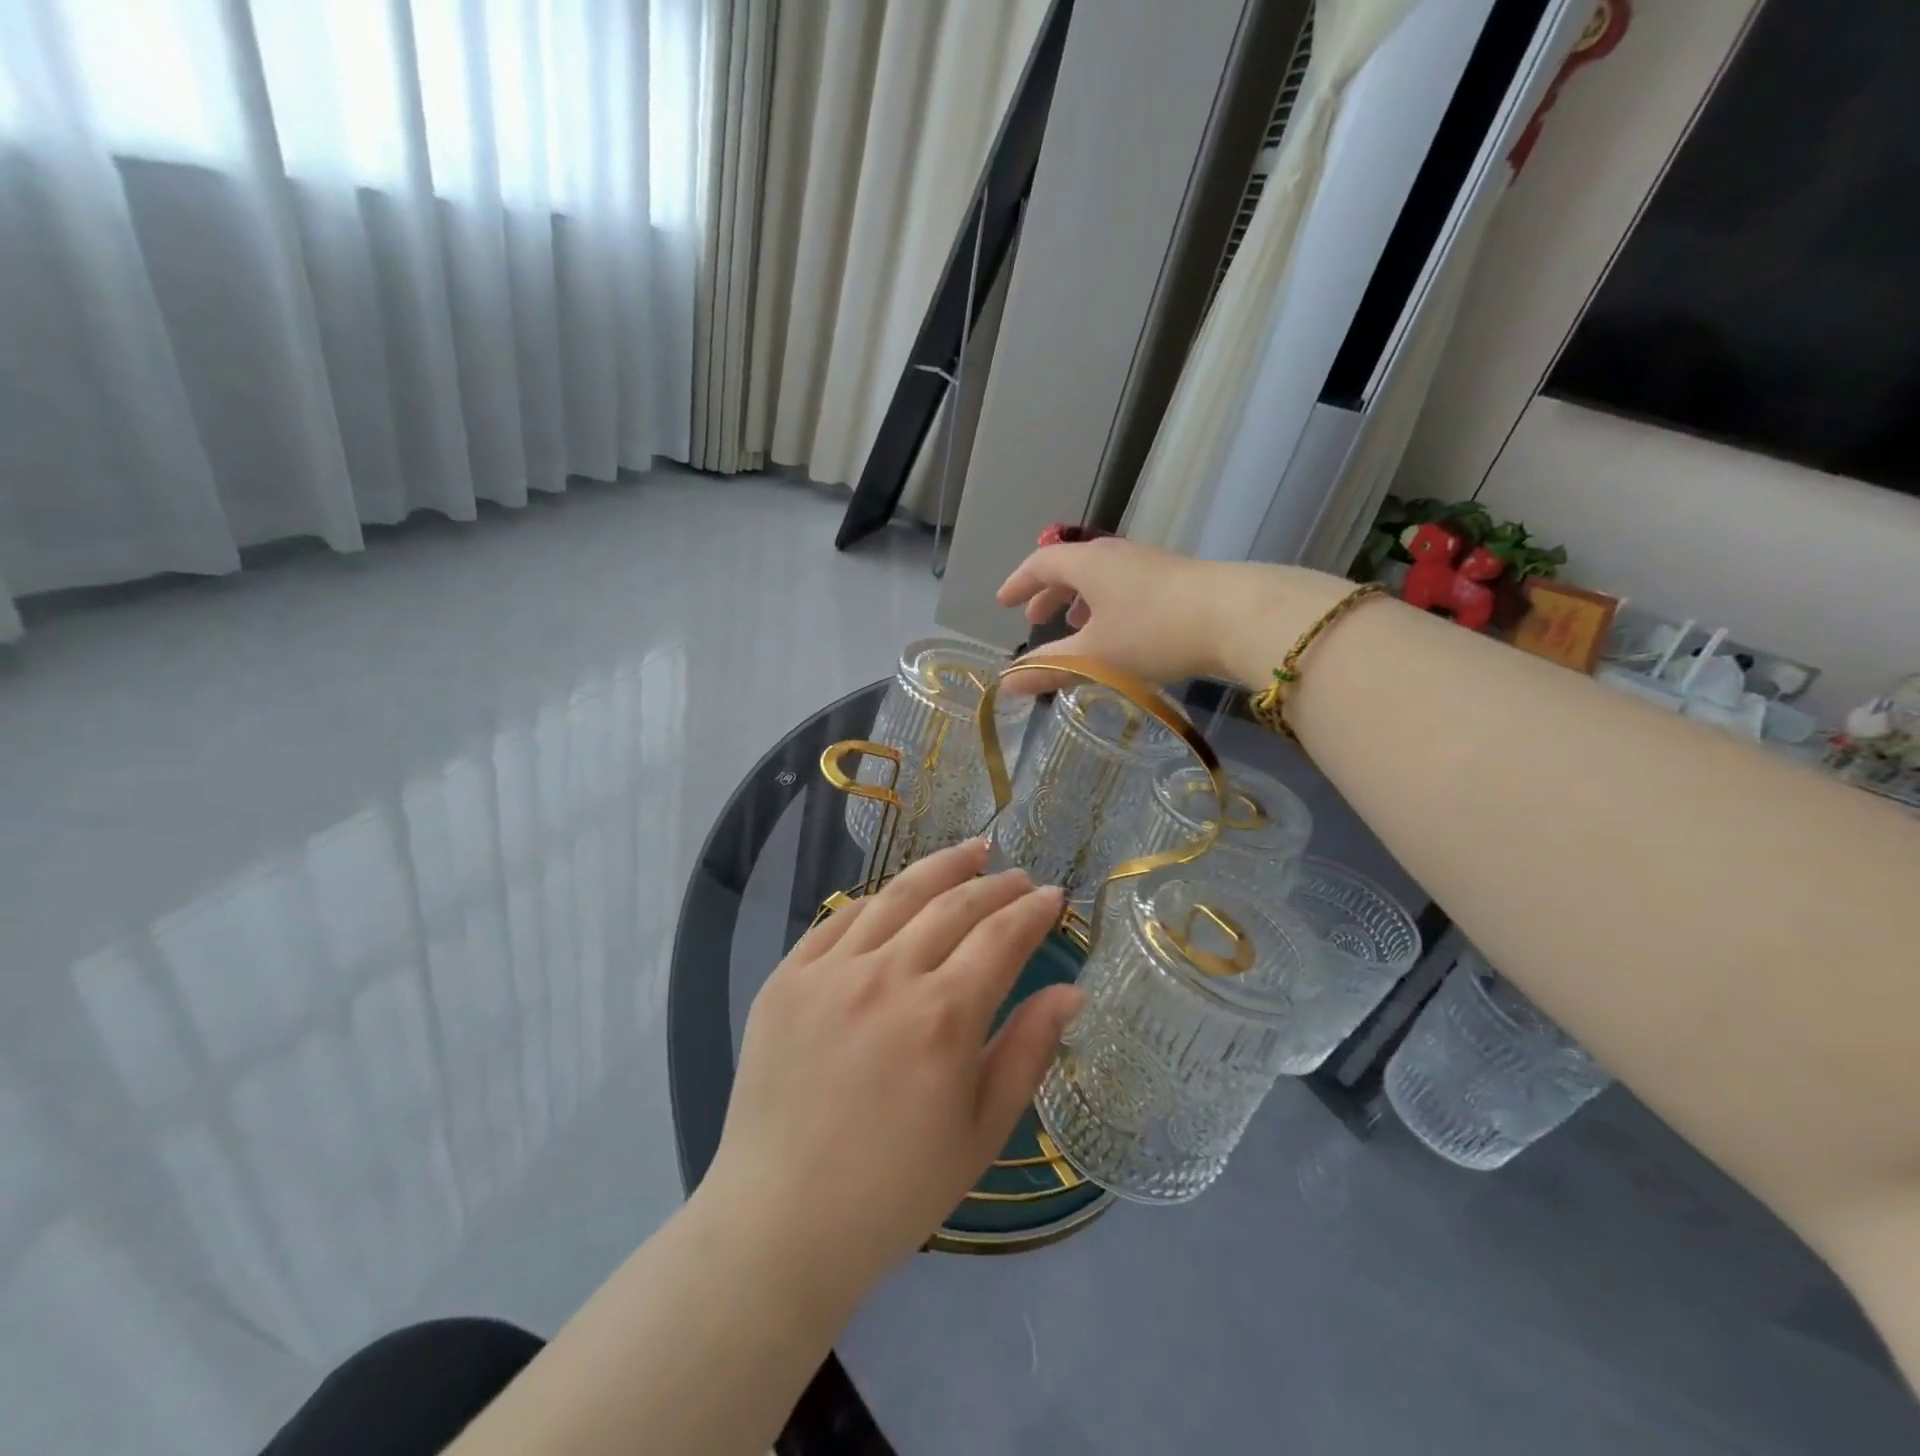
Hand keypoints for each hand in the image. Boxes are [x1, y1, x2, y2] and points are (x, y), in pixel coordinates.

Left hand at [699, 842, 1078, 1307]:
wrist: (780, 1221)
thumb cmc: (895, 1190)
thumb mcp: (981, 1133)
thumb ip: (1027, 1051)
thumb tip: (1071, 992)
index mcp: (943, 1017)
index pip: (1001, 937)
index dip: (1032, 911)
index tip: (1053, 896)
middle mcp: (887, 976)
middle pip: (954, 905)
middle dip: (996, 884)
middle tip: (1020, 875)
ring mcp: (830, 970)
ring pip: (896, 896)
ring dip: (941, 869)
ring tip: (971, 852)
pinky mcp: (787, 977)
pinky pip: (839, 918)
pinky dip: (877, 900)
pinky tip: (896, 894)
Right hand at [995, 538, 1346, 690]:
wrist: (1236, 616)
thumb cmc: (1153, 632)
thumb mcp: (1094, 657)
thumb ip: (1049, 669)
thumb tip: (1006, 684)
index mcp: (1089, 564)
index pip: (1041, 563)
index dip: (1019, 583)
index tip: (1003, 603)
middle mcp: (1116, 554)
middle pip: (1072, 566)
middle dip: (1049, 593)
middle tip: (1035, 618)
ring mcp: (1149, 563)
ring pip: (1102, 576)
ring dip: (1080, 599)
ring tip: (1076, 625)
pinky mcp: (1176, 578)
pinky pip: (1126, 585)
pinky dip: (1108, 603)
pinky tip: (1121, 630)